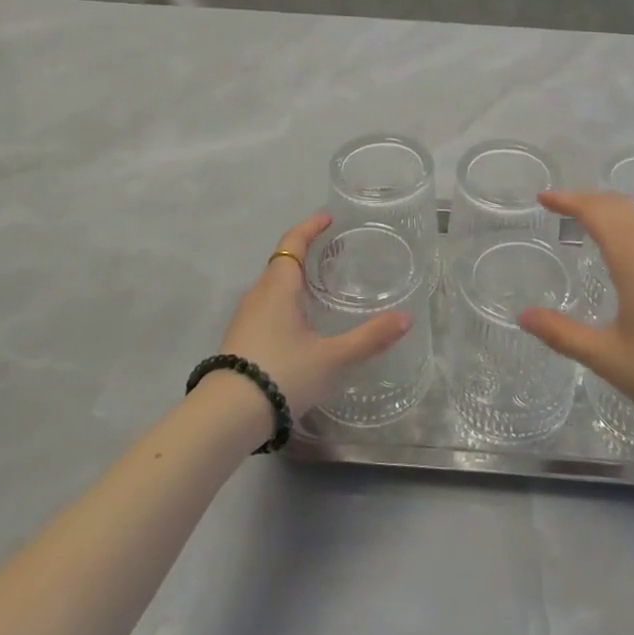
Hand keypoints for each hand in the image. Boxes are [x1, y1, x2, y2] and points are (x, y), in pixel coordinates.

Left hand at [215, 214, 412, 420]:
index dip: (310, 227)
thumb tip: (406, 318)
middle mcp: (258, 294)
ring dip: (295, 278)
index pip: (293, 242)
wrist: (226, 416)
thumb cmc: (283, 373)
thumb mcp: (332, 357)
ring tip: (320, 286)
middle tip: (334, 253)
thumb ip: (370, 338)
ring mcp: (245, 317)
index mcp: (279, 286)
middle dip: (306, 252)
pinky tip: (300, 322)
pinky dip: (286, 300)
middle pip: (283, 261)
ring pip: (273, 285)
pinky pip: (267, 305)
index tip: (328, 218)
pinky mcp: (240, 338)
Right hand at [517, 191, 633, 447]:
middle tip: (559, 207)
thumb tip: (523, 315)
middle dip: (586, 199)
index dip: (568, 200)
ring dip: (611, 209)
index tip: (543, 199)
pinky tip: (629, 246)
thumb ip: (562, 334)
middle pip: (619, 205)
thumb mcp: (608, 358)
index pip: (596, 211)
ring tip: (588, 221)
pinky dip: (632, 223)